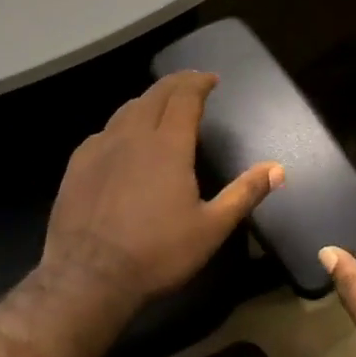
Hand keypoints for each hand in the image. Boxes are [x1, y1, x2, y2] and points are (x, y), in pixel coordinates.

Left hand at [43, 71, 283, 308]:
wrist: (87, 278)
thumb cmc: (157, 253)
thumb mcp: (211, 228)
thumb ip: (244, 193)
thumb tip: (277, 168)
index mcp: (168, 145)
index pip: (185, 98)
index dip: (199, 83)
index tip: (212, 79)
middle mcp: (133, 135)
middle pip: (155, 95)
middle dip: (176, 83)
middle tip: (191, 82)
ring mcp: (100, 148)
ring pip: (127, 109)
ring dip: (149, 100)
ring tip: (161, 105)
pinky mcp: (77, 165)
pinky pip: (104, 131)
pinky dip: (122, 124)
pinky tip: (123, 139)